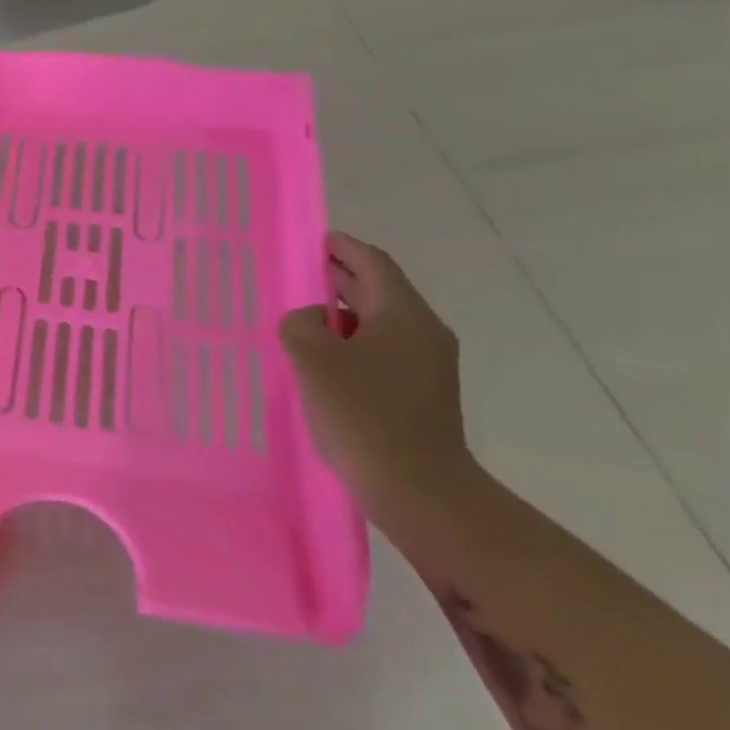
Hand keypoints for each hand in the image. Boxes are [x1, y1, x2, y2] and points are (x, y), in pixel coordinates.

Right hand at [280, 233, 472, 515]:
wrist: (418, 489)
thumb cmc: (363, 414)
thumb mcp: (313, 359)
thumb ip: (301, 324)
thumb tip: (310, 321)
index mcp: (404, 315)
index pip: (373, 264)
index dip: (343, 248)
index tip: (316, 240)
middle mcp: (424, 333)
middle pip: (380, 292)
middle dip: (341, 280)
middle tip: (302, 275)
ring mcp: (429, 367)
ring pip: (381, 326)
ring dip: (344, 318)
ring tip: (305, 323)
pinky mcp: (423, 396)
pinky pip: (384, 355)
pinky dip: (354, 347)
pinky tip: (325, 366)